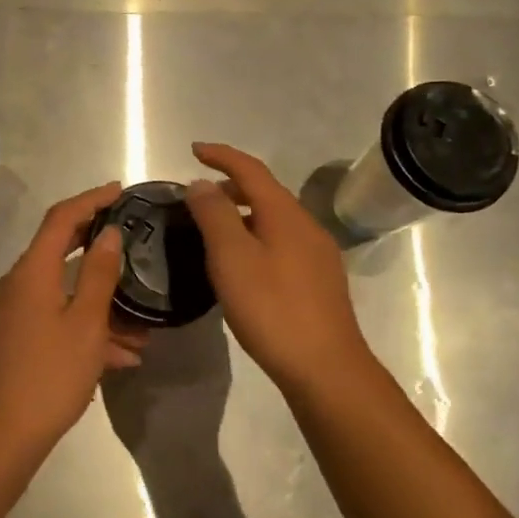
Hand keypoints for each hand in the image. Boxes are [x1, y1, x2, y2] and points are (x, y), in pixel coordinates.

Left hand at [0, 183, 146, 449]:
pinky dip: (85, 326)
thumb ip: (99, 274)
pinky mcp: (15, 338)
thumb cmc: (50, 375)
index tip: (120, 191)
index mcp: (32, 272)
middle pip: (59, 249)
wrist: (2, 435)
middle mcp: (17, 284)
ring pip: (63, 291)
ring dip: (100, 300)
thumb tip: (109, 233)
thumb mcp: (86, 323)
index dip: (91, 200)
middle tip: (131, 238)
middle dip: (97, 245)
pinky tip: (122, 355)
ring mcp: (13, 313)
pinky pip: (55, 318)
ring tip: (142, 322)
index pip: (61, 218)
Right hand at [183, 143, 374, 394]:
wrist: (325, 367)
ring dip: (244, 214)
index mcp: (285, 214)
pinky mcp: (319, 280)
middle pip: (266, 193)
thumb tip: (201, 183)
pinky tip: (243, 265)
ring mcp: (317, 254)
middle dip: (231, 187)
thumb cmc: (272, 309)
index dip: (222, 155)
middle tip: (198, 199)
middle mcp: (306, 226)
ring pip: (275, 220)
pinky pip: (282, 242)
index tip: (194, 150)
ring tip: (215, 231)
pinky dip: (257, 237)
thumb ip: (215, 216)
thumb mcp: (232, 259)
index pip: (251, 169)